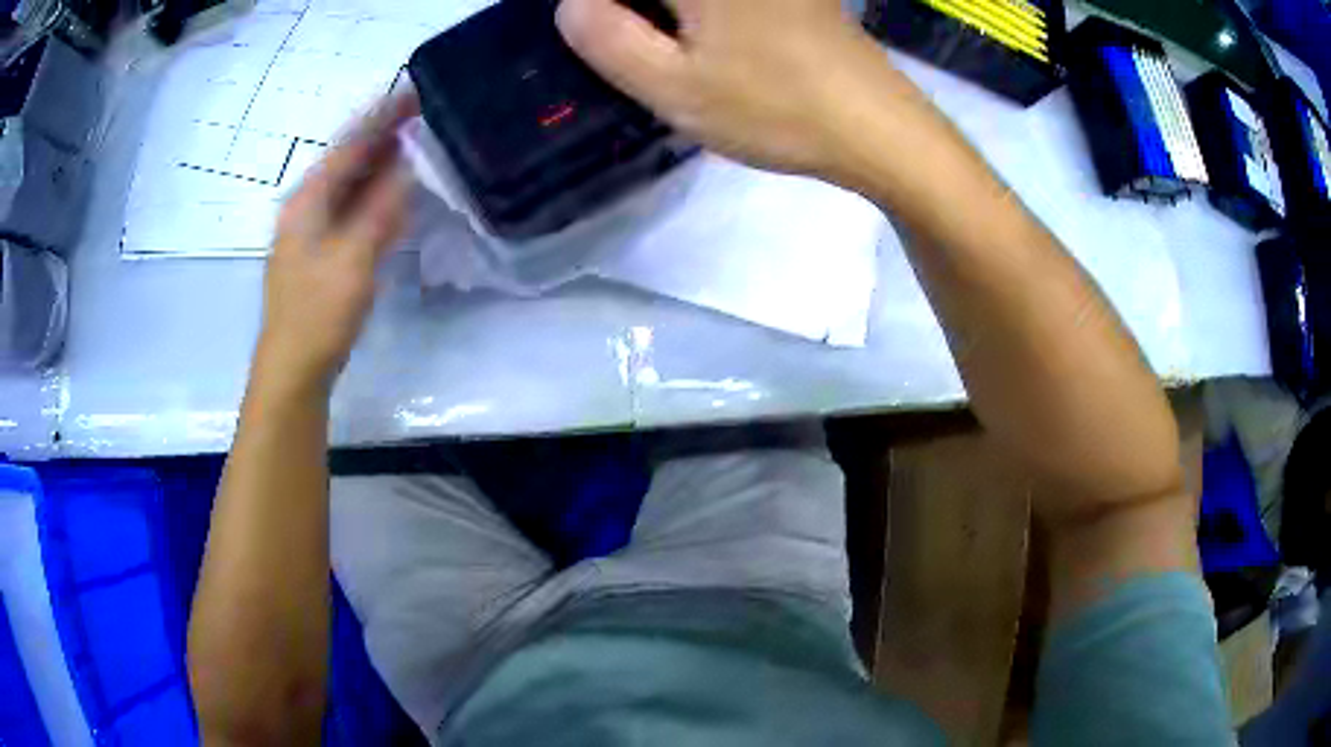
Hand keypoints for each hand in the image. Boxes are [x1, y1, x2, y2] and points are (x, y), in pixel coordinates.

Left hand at [255, 92, 418, 394]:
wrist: (292, 370)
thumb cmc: (318, 314)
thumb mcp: (353, 258)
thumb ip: (382, 208)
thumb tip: (408, 166)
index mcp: (307, 201)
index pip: (349, 145)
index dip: (381, 116)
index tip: (413, 91)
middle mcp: (306, 209)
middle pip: (347, 161)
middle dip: (382, 136)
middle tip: (422, 114)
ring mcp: (311, 234)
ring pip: (349, 187)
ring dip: (379, 164)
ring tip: (413, 144)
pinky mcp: (321, 255)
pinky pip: (350, 212)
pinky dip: (373, 196)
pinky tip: (393, 195)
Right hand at [557, 0, 914, 178]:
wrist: (877, 127)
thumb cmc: (775, 107)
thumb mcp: (672, 85)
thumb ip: (605, 37)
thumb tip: (573, 3)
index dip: (600, 10)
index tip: (607, 38)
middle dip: (632, 13)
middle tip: (633, 46)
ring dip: (661, 16)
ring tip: (669, 50)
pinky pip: (719, 3)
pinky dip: (695, 16)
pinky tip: (705, 44)